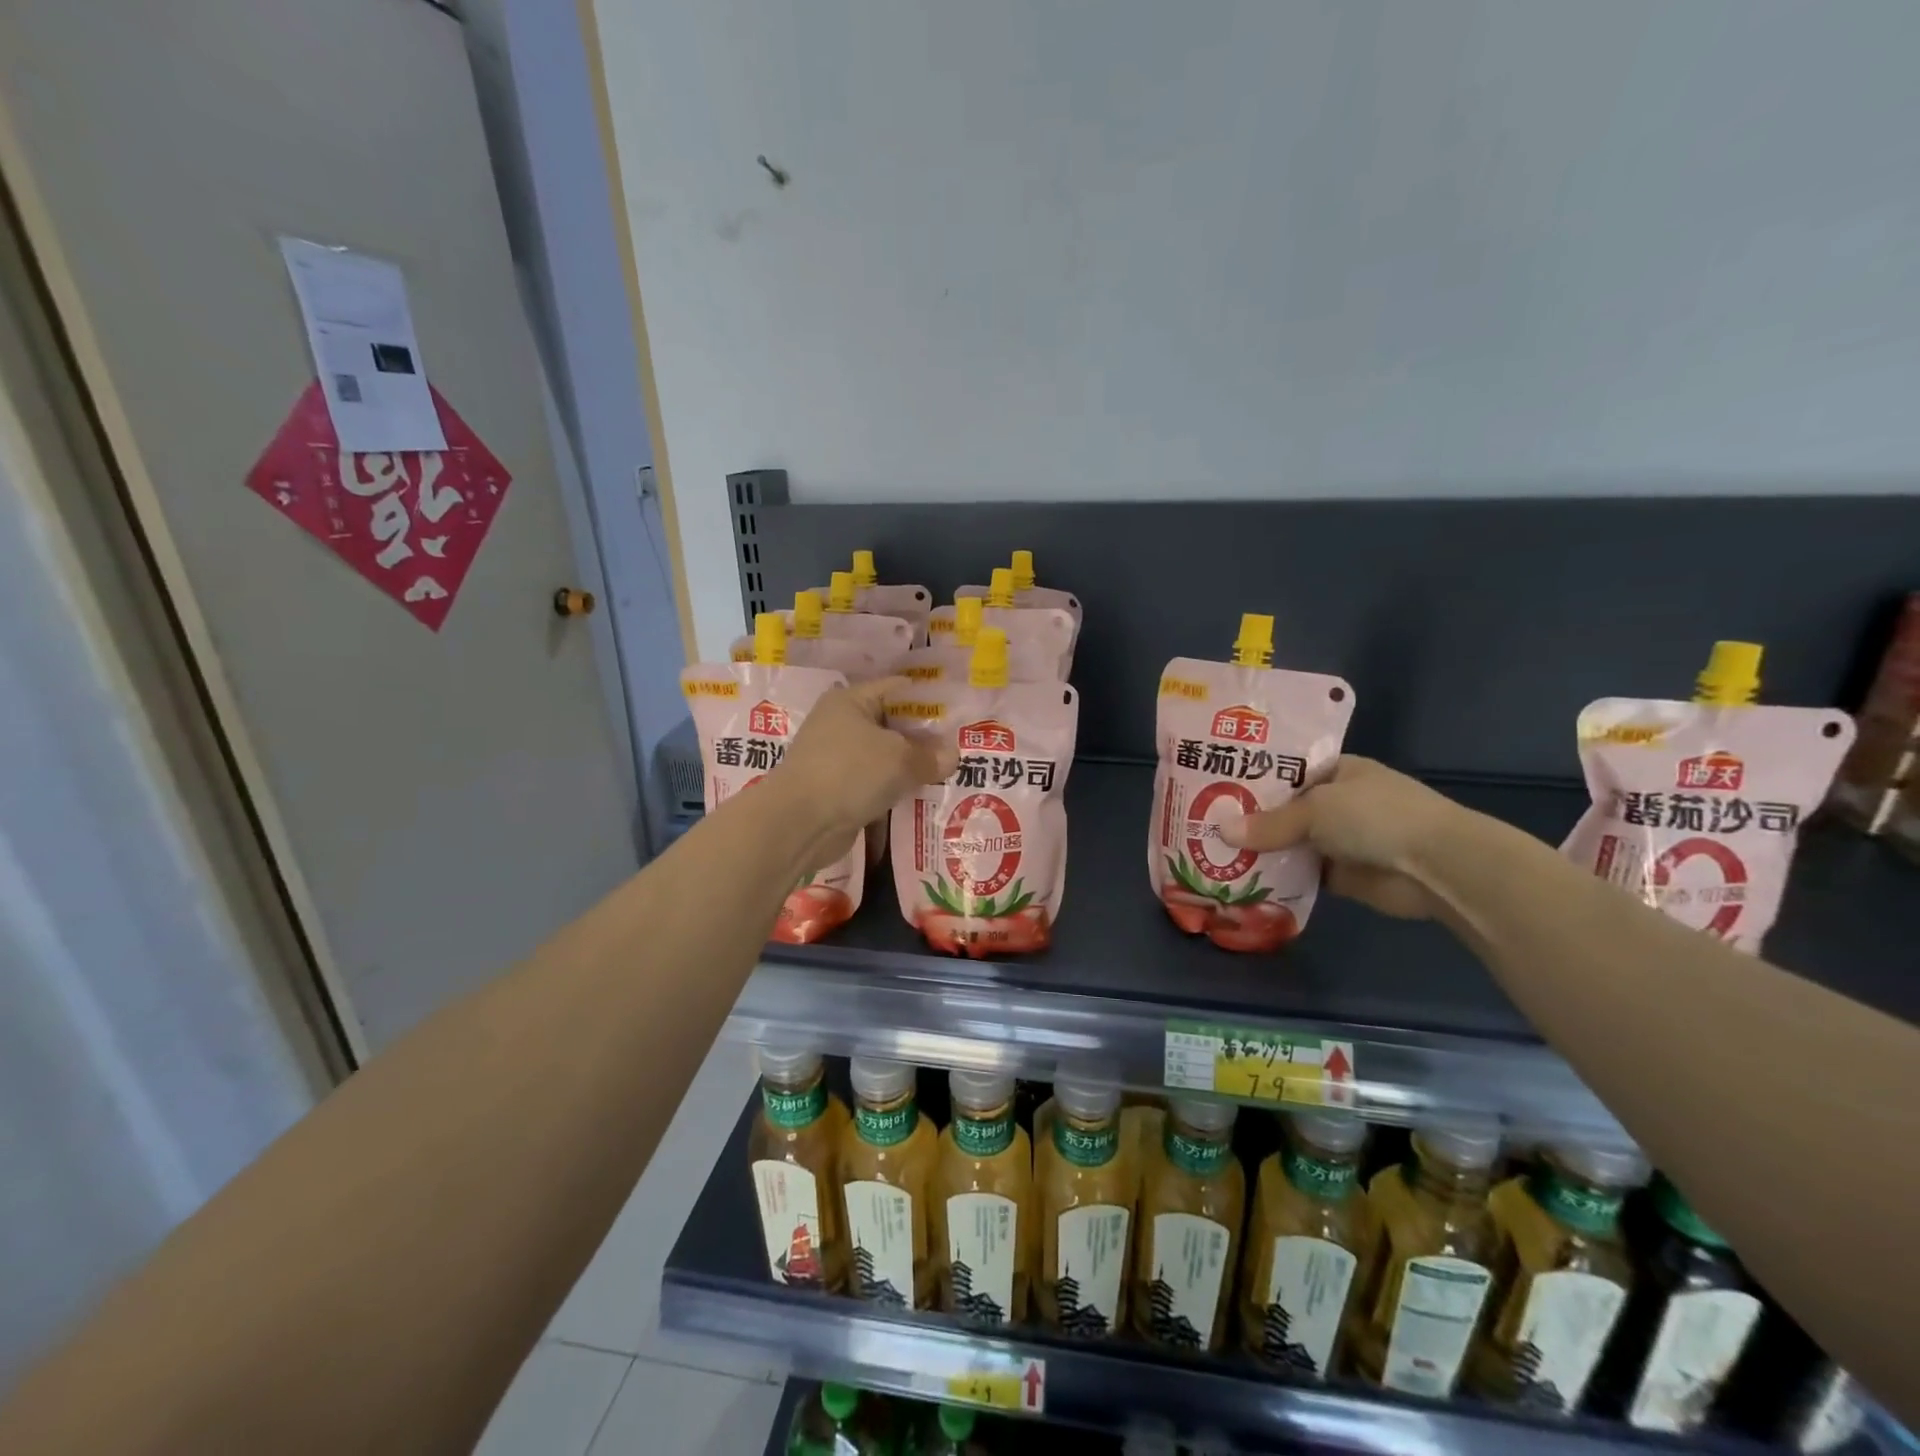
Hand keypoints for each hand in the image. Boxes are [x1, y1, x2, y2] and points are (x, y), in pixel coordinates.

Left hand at [775, 678, 956, 870]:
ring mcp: (836, 757)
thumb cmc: (850, 773)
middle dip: (923, 737)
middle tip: (959, 747)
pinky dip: (893, 788)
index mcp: (851, 700)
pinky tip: (920, 796)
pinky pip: (873, 782)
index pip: (898, 689)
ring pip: (883, 756)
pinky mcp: (836, 788)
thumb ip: (930, 756)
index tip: (959, 714)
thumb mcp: (900, 759)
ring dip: (909, 766)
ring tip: (947, 773)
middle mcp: (840, 722)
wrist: (798, 823)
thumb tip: (953, 756)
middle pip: (891, 724)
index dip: (929, 700)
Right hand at [1217, 756, 1463, 919]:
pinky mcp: (1342, 875)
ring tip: (1212, 853)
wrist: (1436, 866)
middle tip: (1203, 823)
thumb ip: (1269, 823)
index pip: (1284, 771)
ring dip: (1261, 850)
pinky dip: (1278, 876)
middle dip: (1250, 818)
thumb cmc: (1376, 816)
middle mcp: (1337, 802)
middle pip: (1283, 809)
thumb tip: (1221, 831)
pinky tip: (1241, 879)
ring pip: (1290, 842)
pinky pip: (1301, 872)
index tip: (1212, 786)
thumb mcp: (1316, 809)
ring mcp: (1341, 839)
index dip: (1251, 779)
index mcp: (1336, 771)